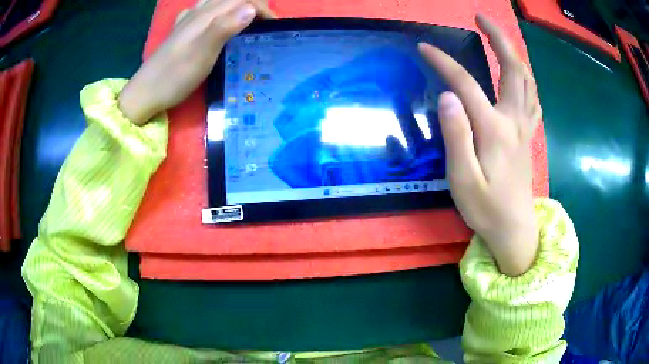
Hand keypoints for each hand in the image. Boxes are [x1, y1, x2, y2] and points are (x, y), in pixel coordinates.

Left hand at [118, 0, 274, 124]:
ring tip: (245, 21)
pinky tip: (213, 21)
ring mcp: (187, 20)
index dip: (262, 9)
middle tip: (264, 25)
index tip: (274, 27)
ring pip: (216, 2)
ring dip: (235, 7)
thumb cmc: (175, 76)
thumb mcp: (203, 53)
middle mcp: (198, 12)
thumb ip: (225, 27)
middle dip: (253, 6)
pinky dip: (215, 11)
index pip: (243, 0)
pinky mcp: (180, 31)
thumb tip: (251, 8)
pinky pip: (201, 11)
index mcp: (207, 15)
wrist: (145, 93)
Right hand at [419, 14, 541, 275]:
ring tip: (500, 40)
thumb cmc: (485, 208)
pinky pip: (533, 100)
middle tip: (482, 18)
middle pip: (512, 70)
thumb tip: (447, 96)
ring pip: (527, 82)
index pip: (466, 84)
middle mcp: (513, 121)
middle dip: (498, 39)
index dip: (444, 63)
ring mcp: (524, 127)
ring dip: (514, 55)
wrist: (513, 229)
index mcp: (494, 130)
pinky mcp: (527, 136)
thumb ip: (456, 136)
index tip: (424, 47)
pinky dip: (526, 81)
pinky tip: (520, 77)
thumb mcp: (463, 179)